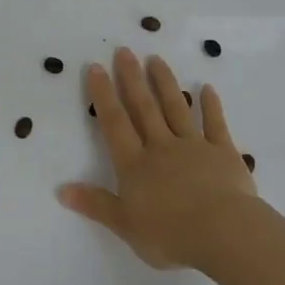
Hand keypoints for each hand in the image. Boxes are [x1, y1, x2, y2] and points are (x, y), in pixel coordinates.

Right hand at [58, 48, 259, 269]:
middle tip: (124, 50)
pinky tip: (206, 88)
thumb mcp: (126, 226)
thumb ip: (96, 205)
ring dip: (165, 83)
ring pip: (176, 108)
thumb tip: (61, 189)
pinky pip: (215, 124)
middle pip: (144, 108)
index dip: (104, 95)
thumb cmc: (170, 235)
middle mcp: (161, 147)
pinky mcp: (223, 152)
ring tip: (156, 59)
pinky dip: (210, 105)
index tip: (96, 67)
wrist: (223, 232)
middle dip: (132, 78)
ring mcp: (194, 146)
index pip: (115, 123)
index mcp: (135, 165)